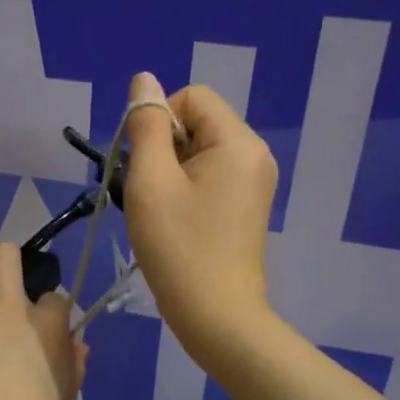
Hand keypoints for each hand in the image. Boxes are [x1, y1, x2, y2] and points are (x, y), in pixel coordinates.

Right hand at [122, 71, 280, 362]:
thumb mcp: (150, 181)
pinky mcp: (247, 205)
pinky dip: (185, 189)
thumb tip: (144, 80)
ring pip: (199, 151)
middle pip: (197, 122)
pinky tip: (175, 221)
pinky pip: (210, 175)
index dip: (159, 122)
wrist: (218, 318)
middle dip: (163, 148)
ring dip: (170, 171)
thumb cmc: (179, 248)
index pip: (191, 97)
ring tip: (160, 210)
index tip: (144, 165)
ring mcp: (255, 182)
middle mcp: (255, 154)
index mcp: (238, 141)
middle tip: (149, 193)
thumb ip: (147, 126)